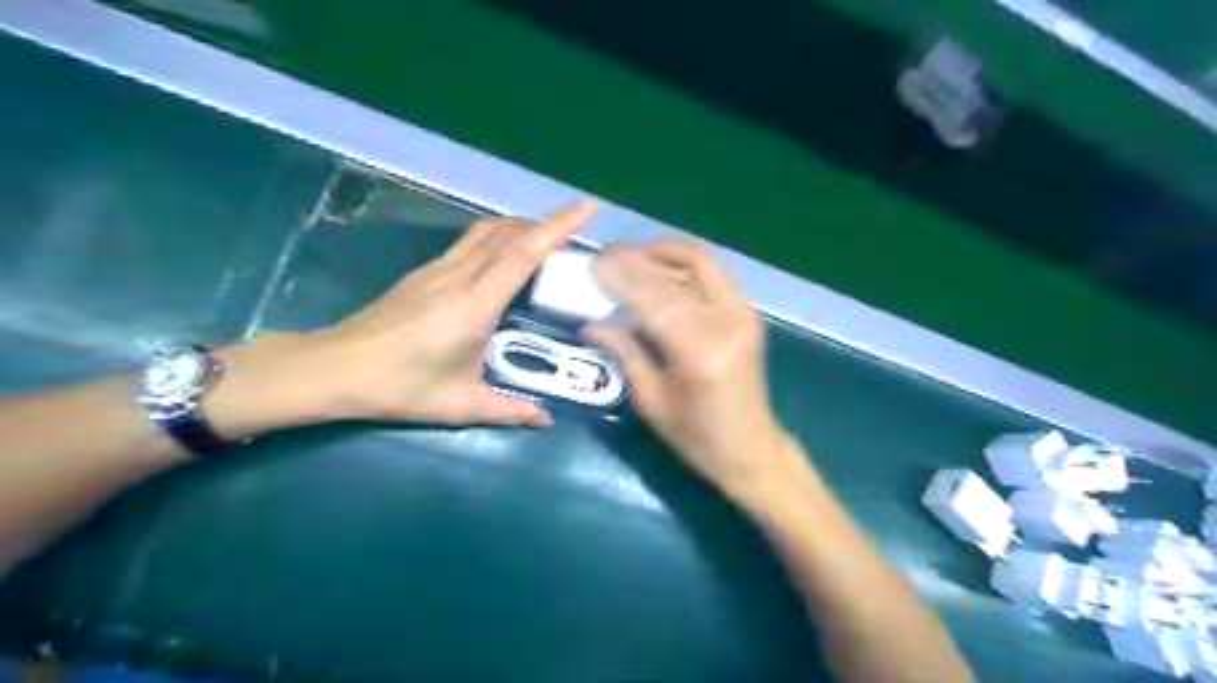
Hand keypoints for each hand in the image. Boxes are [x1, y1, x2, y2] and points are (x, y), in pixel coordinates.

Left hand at [209, 202, 596, 436]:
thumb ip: (509, 410)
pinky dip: (497, 237)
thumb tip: (546, 419)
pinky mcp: (424, 273)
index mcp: (475, 305)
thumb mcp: (459, 405)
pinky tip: (504, 255)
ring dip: (520, 226)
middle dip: (545, 222)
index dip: (556, 227)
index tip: (586, 208)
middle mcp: (459, 277)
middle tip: (576, 226)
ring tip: (546, 236)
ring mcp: (437, 270)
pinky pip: (470, 243)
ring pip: (486, 231)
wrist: (334, 368)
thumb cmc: (399, 387)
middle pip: (508, 233)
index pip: (523, 255)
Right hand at [586, 242, 812, 503]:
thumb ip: (625, 353)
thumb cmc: (697, 438)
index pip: (656, 298)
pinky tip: (660, 272)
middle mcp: (728, 323)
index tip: (595, 263)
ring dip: (664, 253)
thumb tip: (590, 324)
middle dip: (640, 257)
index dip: (623, 277)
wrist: (752, 449)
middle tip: (608, 255)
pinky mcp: (749, 313)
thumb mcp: (652, 402)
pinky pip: (714, 274)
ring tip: (631, 258)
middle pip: (680, 269)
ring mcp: (744, 314)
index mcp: (701, 352)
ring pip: (702, 261)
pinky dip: (684, 265)